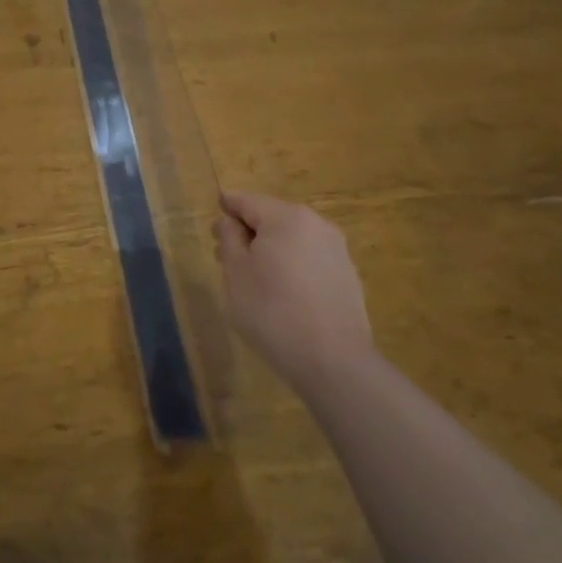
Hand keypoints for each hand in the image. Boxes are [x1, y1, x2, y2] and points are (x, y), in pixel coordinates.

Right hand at [216, 190, 372, 397]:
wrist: (333, 361)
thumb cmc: (272, 310)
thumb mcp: (236, 272)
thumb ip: (229, 238)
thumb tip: (231, 222)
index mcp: (286, 217)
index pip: (247, 201)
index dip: (226, 208)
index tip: (213, 224)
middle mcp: (316, 224)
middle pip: (272, 218)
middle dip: (247, 233)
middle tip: (224, 256)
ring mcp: (337, 251)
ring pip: (292, 240)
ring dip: (269, 251)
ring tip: (251, 278)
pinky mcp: (347, 277)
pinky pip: (309, 260)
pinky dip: (291, 267)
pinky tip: (281, 294)